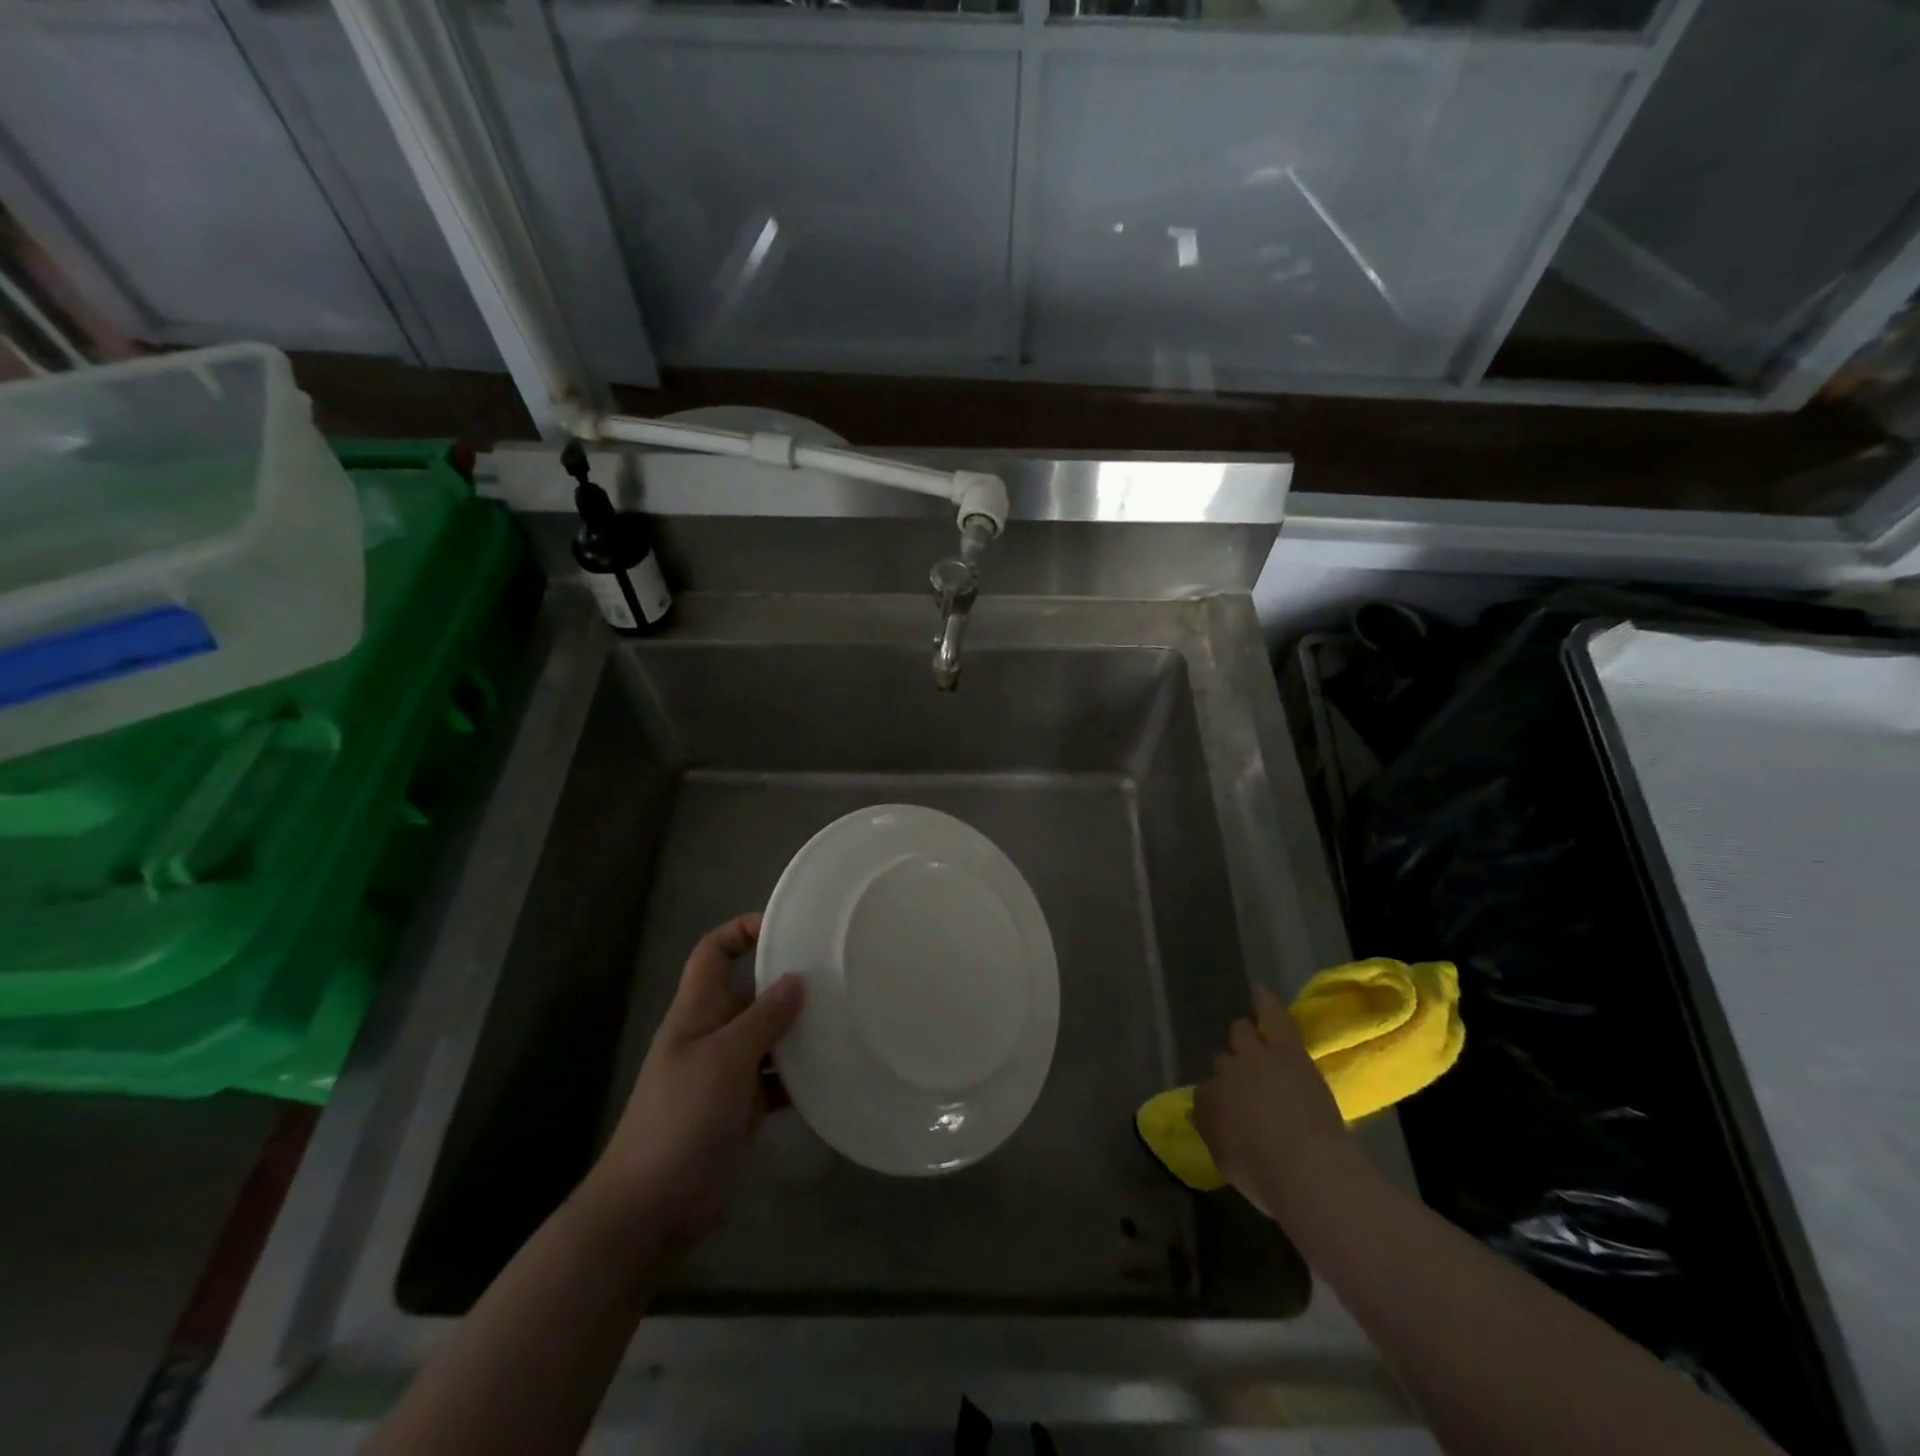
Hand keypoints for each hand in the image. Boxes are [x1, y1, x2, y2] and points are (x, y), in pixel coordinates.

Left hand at [587, 913, 804, 1250]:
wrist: (652, 1207)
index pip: (714, 952)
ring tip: (845, 1017)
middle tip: (836, 973)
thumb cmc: (681, 1119)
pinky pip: (778, 1077)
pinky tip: (834, 1071)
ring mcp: (728, 1072)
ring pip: (769, 1035)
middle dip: (787, 980)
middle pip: (751, 991)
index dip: (742, 930)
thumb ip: (762, 1018)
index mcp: (697, 1011)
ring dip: (800, 1029)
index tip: (787, 927)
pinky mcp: (742, 1106)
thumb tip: (796, 980)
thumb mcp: (724, 1060)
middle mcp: (713, 1033)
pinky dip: (801, 1074)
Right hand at [1191, 985, 1351, 1216]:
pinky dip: (1265, 1003)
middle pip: (1222, 1059)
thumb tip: (1200, 1111)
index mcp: (1208, 1102)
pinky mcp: (1287, 1050)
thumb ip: (1212, 1131)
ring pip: (1241, 1032)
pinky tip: (1258, 990)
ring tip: (1246, 1035)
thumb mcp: (1226, 1161)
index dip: (1218, 1099)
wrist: (1307, 1168)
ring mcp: (1256, 1058)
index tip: (1229, 1111)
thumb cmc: (1265, 1176)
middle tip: (1244, 1081)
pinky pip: (1273, 1018)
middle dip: (1229, 1066)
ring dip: (1243, 1036)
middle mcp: (1224, 1073)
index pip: (1206, 1092)